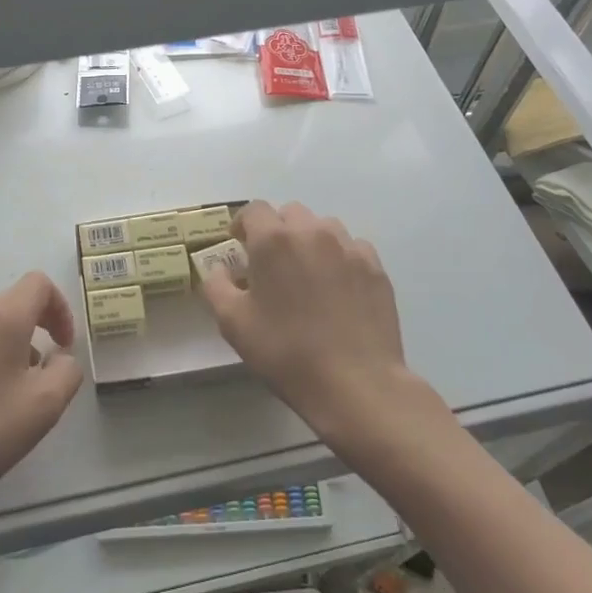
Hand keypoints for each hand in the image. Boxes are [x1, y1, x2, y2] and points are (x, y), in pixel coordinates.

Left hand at [0, 272, 83, 517]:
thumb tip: (59, 358)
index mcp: (2, 319)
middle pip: (15, 301)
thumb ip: (67, 371)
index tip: (64, 345)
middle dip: (39, 327)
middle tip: (44, 372)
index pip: (38, 283)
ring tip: (15, 393)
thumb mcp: (46, 405)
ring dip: (14, 345)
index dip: (61, 308)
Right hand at [199, 201, 415, 449]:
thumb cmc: (285, 352)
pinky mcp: (375, 267)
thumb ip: (216, 286)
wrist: (355, 383)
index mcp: (273, 240)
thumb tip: (220, 269)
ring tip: (307, 274)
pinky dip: (340, 258)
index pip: (254, 210)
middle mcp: (312, 231)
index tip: (240, 246)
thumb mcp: (233, 324)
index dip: (243, 225)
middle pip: (290, 213)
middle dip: (277, 230)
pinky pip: (352, 248)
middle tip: (273, 264)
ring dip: (310, 241)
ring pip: (323, 227)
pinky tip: (338, 288)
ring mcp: (348, 247)